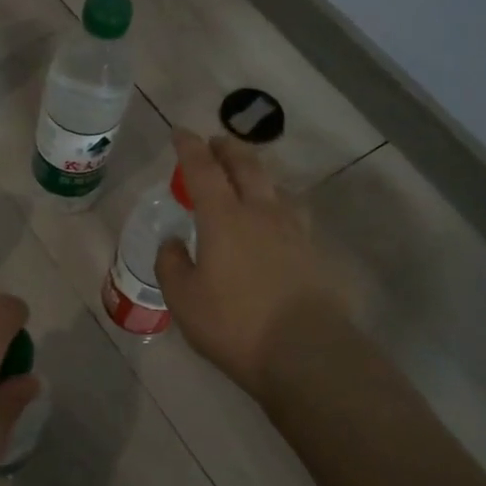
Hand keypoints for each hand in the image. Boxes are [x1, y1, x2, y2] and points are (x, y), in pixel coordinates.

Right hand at [155, 129, 361, 400]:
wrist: (305, 352)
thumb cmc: (234, 324)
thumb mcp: (183, 299)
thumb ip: (171, 264)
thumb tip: (172, 241)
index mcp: (224, 218)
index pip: (203, 170)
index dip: (189, 148)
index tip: (180, 132)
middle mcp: (261, 213)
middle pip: (247, 166)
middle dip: (228, 148)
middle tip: (216, 142)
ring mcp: (293, 231)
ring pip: (276, 186)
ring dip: (258, 173)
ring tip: (248, 177)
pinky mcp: (314, 252)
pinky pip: (293, 213)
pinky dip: (278, 204)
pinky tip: (276, 220)